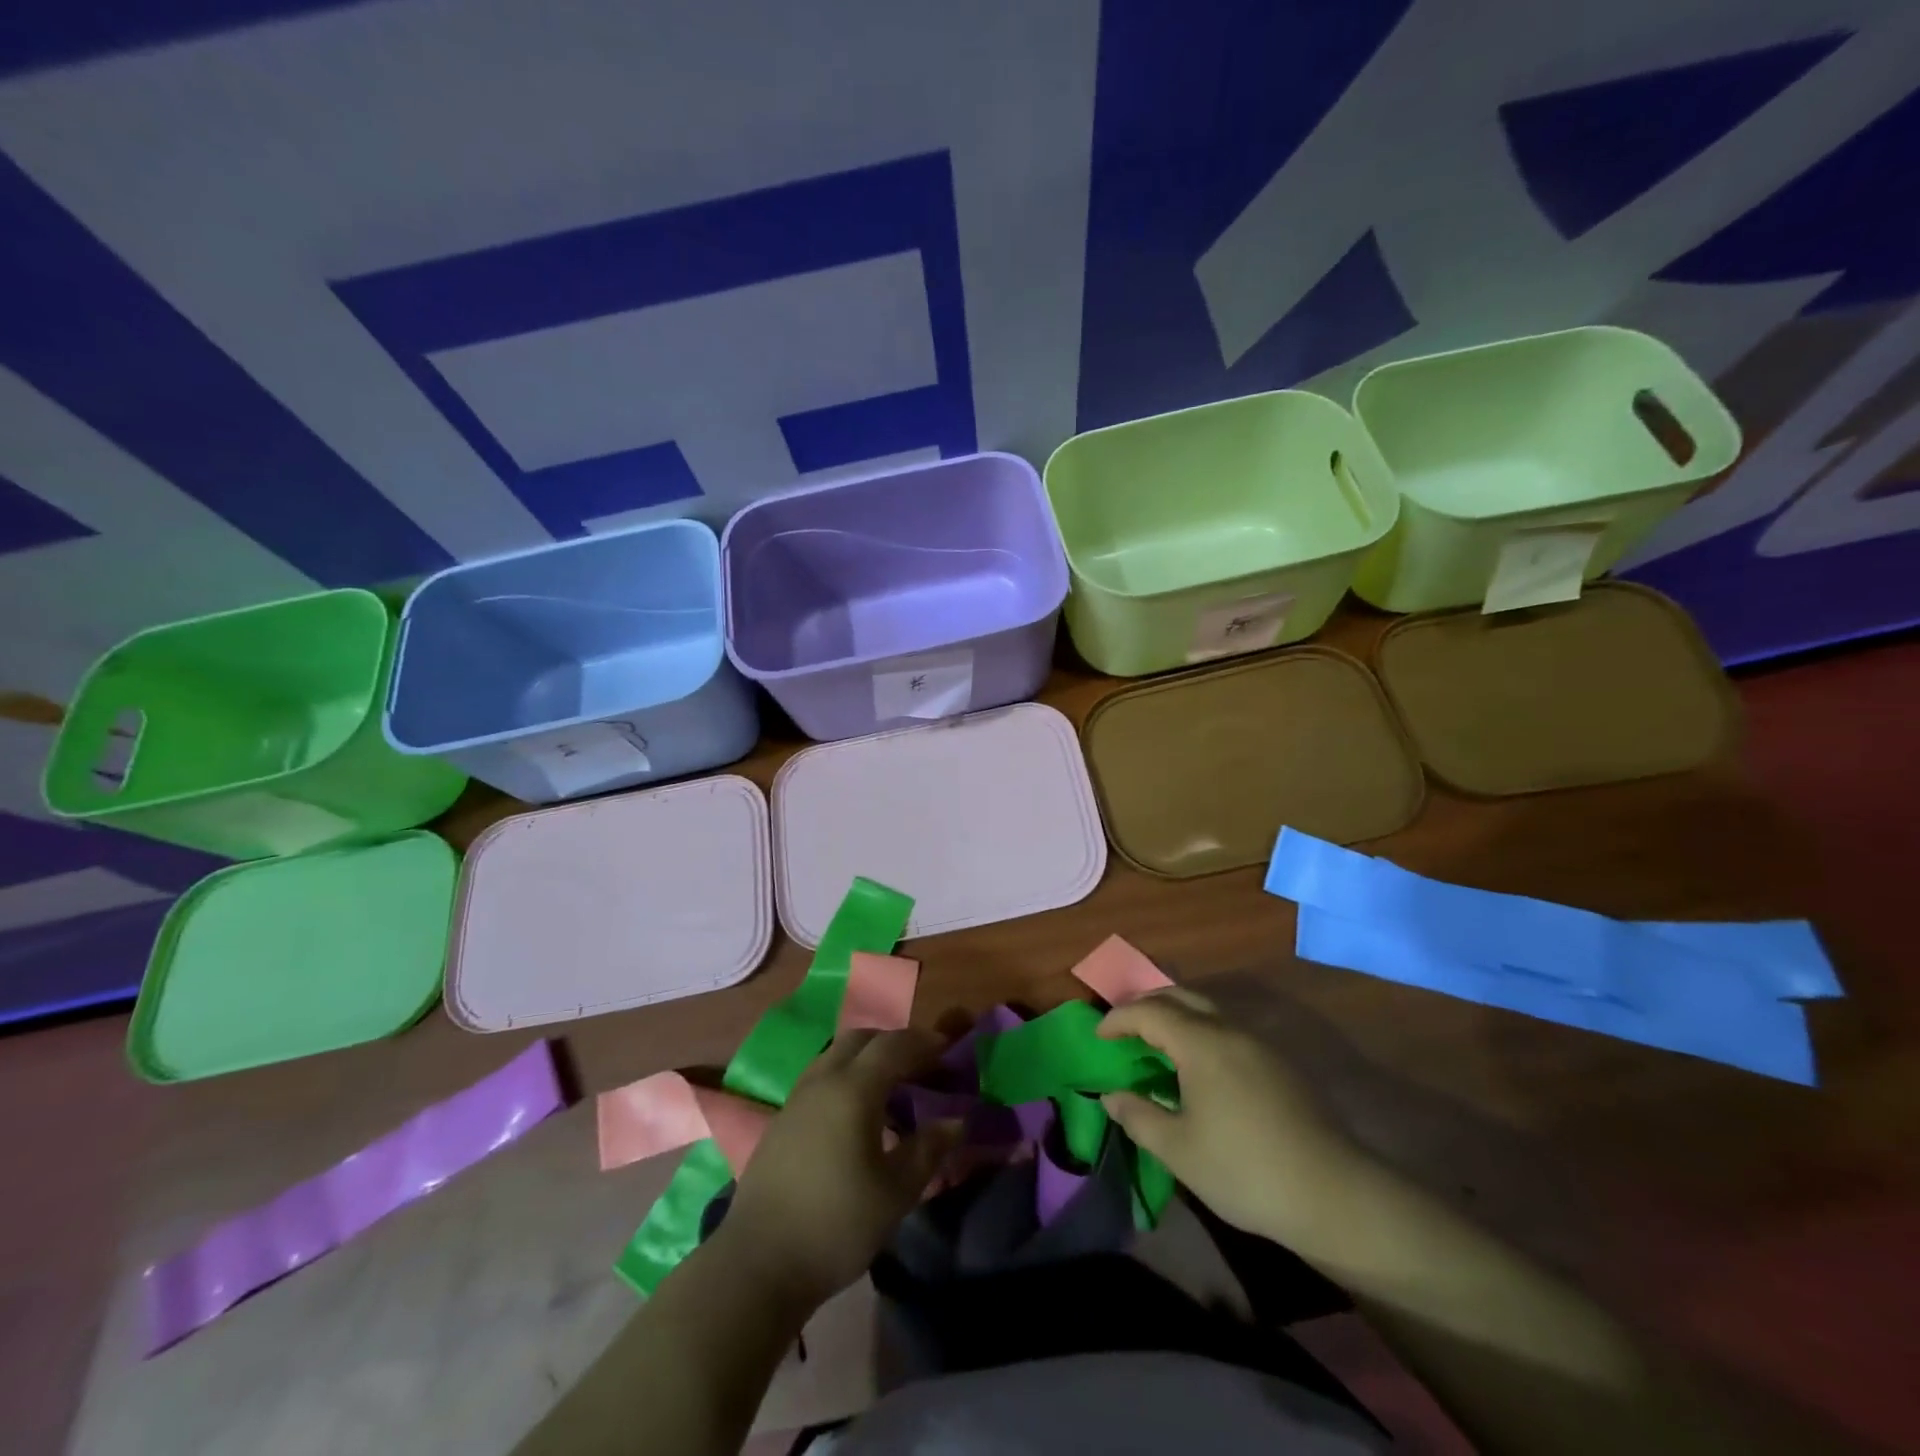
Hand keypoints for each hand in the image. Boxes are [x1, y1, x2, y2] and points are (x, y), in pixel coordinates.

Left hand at [717, 1028, 960, 1311]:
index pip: (894, 1046)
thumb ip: (928, 1150)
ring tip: (891, 1087)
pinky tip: (856, 1114)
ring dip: (867, 1058)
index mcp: (853, 1088)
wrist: (758, 1264)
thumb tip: (957, 1120)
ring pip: (836, 1055)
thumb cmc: (836, 1225)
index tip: (949, 1051)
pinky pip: (821, 1077)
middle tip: (921, 1065)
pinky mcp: (781, 1120)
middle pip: (861, 1039)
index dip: (924, 1043)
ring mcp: (797, 1098)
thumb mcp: (895, 1192)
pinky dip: (846, 1077)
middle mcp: (823, 1080)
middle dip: (894, 1043)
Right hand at [1099, 989, 1360, 1243]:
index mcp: (1201, 1042)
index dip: (1118, 1019)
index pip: (1149, 1012)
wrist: (1333, 1194)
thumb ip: (1138, 1116)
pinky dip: (1200, 1030)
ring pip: (1208, 1009)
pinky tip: (1198, 1066)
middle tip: (1124, 1028)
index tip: (1099, 1037)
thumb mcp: (1178, 1150)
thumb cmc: (1244, 1170)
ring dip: (1176, 1015)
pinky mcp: (1279, 1062)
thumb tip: (1111, 1096)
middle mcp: (1230, 1029)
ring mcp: (1259, 1043)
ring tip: (1156, 1042)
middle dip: (1146, 1005)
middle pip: (1180, 996)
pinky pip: (1227, 1027)